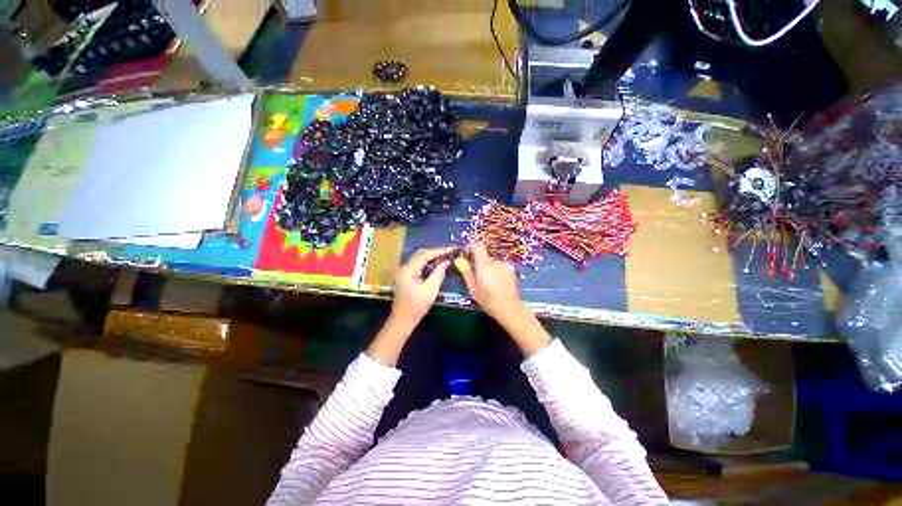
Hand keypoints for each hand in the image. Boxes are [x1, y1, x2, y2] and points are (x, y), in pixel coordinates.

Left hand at [390, 246, 454, 325]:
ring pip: (420, 259)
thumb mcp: (430, 290)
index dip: (439, 251)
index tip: (452, 249)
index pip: (425, 255)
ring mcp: (405, 271)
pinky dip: (429, 263)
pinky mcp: (408, 276)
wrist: (403, 320)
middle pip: (421, 254)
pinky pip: (420, 265)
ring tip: (447, 256)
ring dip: (433, 257)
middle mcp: (405, 267)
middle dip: (436, 252)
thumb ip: (438, 273)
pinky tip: (438, 264)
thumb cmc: (416, 306)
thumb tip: (446, 262)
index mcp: (408, 270)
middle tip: (450, 252)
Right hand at [456, 242, 523, 321]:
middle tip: (477, 276)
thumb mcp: (472, 288)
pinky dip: (496, 271)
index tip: (467, 257)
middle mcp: (495, 261)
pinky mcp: (511, 270)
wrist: (508, 307)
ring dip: (488, 268)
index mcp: (484, 264)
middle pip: (485, 255)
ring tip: (488, 282)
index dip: (471, 248)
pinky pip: (500, 266)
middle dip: (479, 262)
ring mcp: (505, 265)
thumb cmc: (487, 299)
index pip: (478, 245)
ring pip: (492, 262)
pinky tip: (497, 283)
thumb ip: (466, 272)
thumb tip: (460, 260)